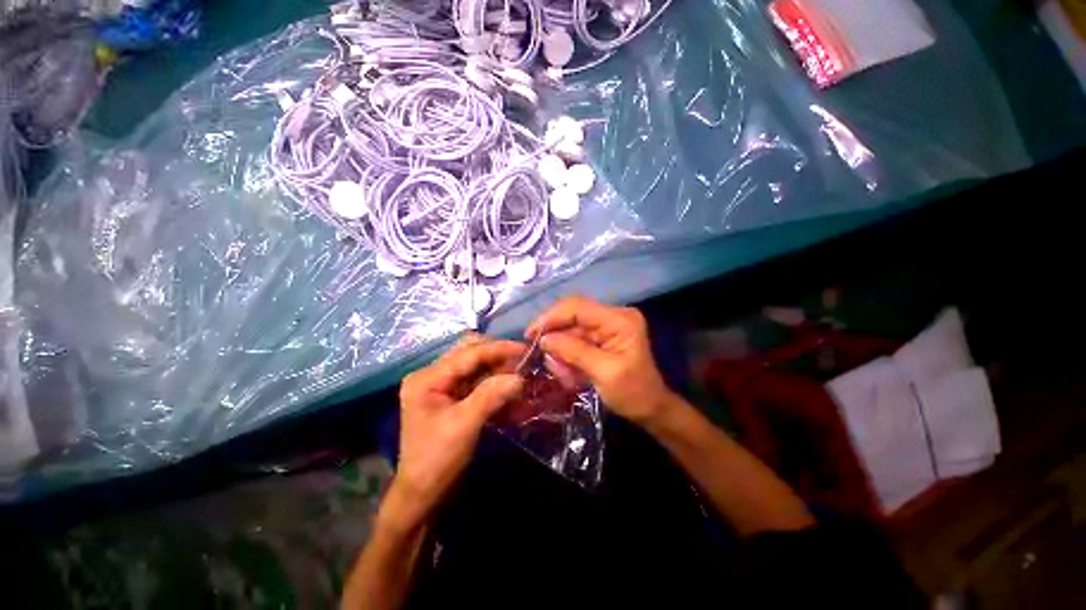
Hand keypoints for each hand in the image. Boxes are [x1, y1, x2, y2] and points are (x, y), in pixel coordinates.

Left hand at [389, 335, 524, 527]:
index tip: (525, 348)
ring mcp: (443, 387)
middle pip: (470, 353)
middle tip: (523, 360)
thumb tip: (520, 377)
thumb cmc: (436, 462)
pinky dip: (495, 383)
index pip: (468, 354)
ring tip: (521, 372)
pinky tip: (511, 387)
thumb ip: (491, 396)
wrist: (423, 498)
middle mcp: (433, 376)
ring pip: (476, 366)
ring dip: (499, 368)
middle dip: (498, 355)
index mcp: (427, 378)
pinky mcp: (453, 398)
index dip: (498, 349)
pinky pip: (478, 382)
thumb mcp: (464, 426)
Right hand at [526, 297, 673, 424]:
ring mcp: (606, 326)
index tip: (530, 335)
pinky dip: (567, 357)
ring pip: (570, 331)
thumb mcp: (604, 372)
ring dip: (561, 352)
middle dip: (555, 338)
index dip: (551, 317)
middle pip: (571, 316)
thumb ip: (574, 352)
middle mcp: (612, 316)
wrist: (650, 408)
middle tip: (543, 358)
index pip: (577, 307)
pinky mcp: (600, 337)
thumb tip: (544, 339)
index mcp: (619, 319)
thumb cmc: (633, 392)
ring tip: (563, 374)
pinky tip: (569, 374)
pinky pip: (575, 341)